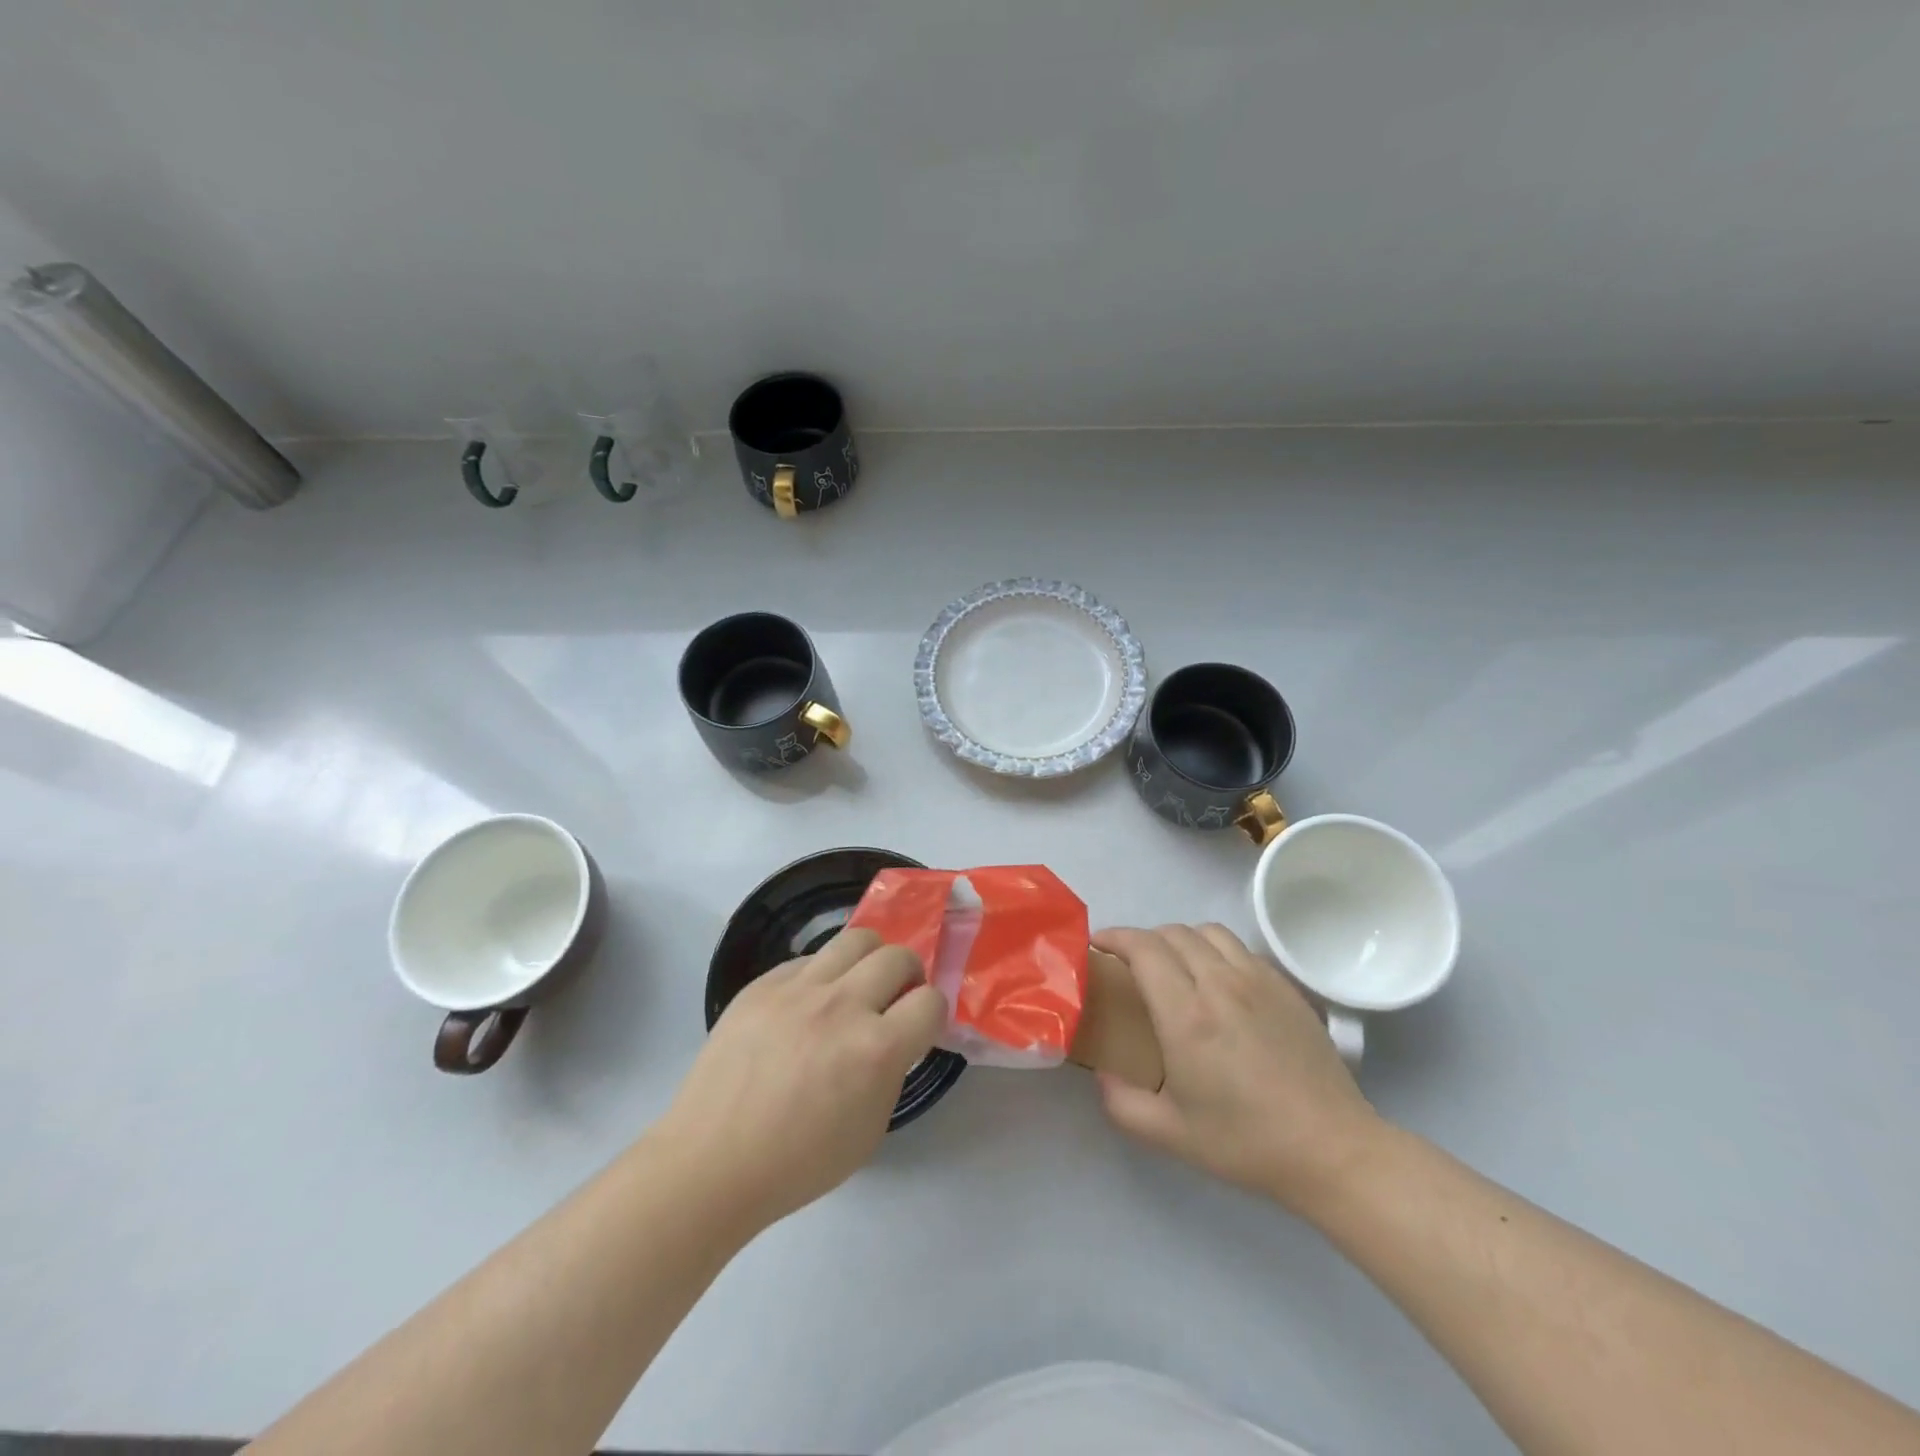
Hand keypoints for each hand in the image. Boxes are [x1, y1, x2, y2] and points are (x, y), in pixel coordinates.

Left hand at [657, 928, 944, 1233]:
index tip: (919, 1027)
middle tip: (894, 998)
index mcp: (875, 1049)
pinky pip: (808, 960)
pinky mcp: (763, 983)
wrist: (712, 1161)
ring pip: (856, 939)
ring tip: (857, 985)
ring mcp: (798, 989)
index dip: (932, 1014)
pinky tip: (807, 1006)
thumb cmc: (797, 1162)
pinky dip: (822, 976)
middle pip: (898, 956)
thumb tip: (895, 1036)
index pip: (931, 1001)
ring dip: (870, 959)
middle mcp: (842, 1006)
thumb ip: (891, 1071)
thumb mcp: (869, 1129)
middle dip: (908, 976)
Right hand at [1092, 924, 1381, 1213]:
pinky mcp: (1286, 986)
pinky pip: (1240, 949)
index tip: (1098, 945)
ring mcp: (1258, 980)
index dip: (1115, 936)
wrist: (1331, 1150)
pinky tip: (1218, 982)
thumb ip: (1121, 1102)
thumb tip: (1102, 1075)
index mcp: (1186, 1014)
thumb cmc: (1246, 1143)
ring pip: (1208, 931)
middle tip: (1131, 964)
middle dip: (1143, 939)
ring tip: (1174, 966)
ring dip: (1181, 939)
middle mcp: (1220, 984)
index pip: (1143, 948)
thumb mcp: (1169, 1134)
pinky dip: (1216, 952)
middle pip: (1172, 932)